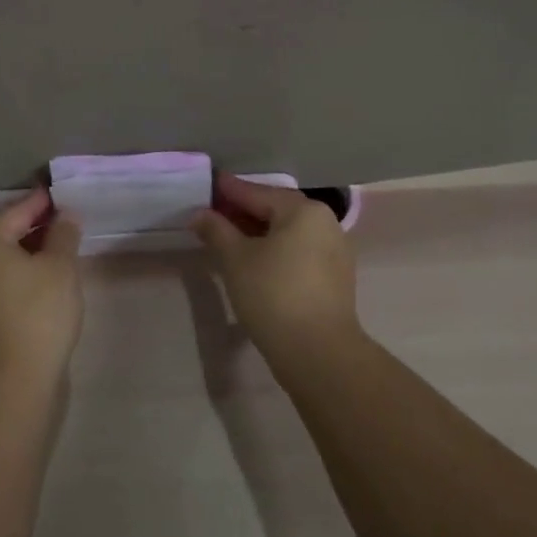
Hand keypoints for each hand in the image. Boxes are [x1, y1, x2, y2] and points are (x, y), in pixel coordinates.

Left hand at [0, 188, 82, 385]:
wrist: (9, 382)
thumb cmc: (37, 315)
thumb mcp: (60, 269)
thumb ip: (63, 235)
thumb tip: (65, 215)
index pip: (15, 210)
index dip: (40, 201)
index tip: (59, 194)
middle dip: (23, 222)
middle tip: (53, 221)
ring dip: (17, 247)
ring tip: (50, 249)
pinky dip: (11, 269)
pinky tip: (35, 277)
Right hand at [193, 174, 360, 367]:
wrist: (319, 352)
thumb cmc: (273, 294)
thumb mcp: (235, 259)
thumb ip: (216, 230)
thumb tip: (200, 214)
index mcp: (303, 210)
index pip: (257, 192)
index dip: (228, 190)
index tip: (208, 183)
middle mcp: (325, 223)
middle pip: (276, 209)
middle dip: (244, 211)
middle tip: (214, 213)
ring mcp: (335, 251)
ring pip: (289, 232)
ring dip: (259, 231)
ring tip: (230, 237)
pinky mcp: (336, 278)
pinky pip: (299, 251)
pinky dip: (276, 250)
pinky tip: (256, 260)